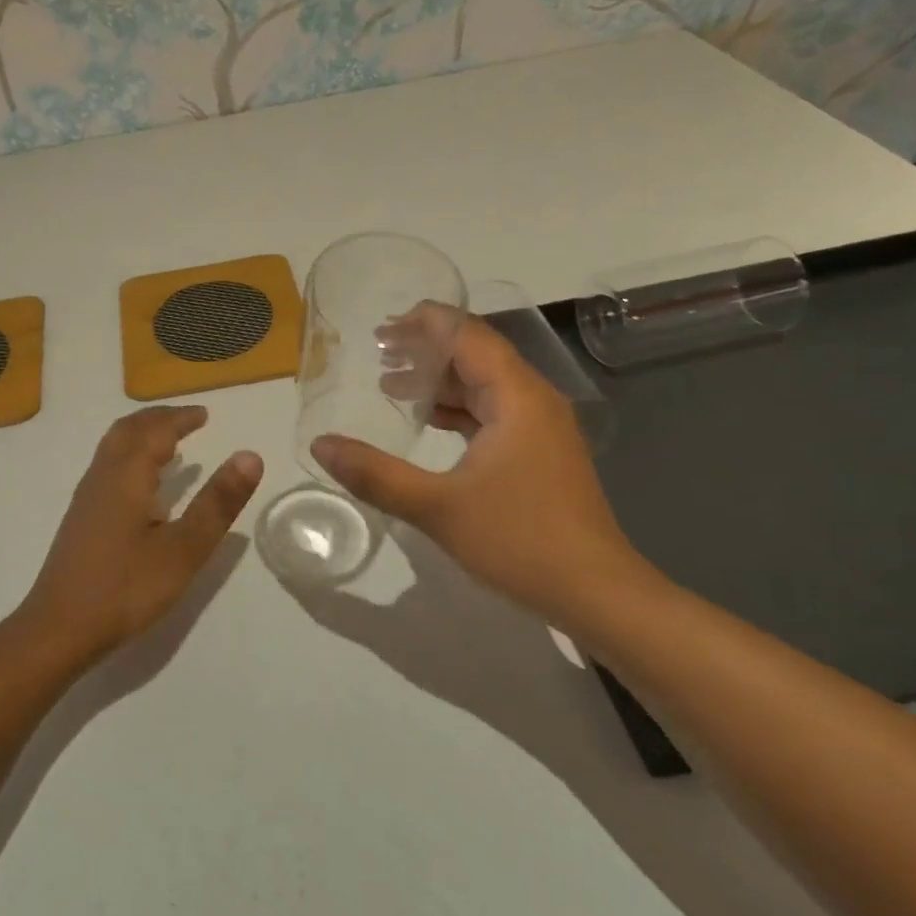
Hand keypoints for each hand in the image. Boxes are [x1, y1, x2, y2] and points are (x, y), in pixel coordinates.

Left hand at [22, 407, 263, 656]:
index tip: (205, 414)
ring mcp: (87, 497)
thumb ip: (217, 502)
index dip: (181, 419)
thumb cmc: (126, 588)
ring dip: (142, 435)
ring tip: (169, 444)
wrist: (59, 629)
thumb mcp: (184, 549)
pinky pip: (108, 466)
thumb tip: (250, 456)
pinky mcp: (81, 518)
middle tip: (188, 420)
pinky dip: (131, 456)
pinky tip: (142, 485)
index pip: (156, 431)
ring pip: (113, 447)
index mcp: (127, 476)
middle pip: (128, 430)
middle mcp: (103, 476)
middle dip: (159, 419)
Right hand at [311, 310, 645, 619]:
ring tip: (389, 382)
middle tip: (376, 350)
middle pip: (476, 355)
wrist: (595, 593)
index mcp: (516, 396)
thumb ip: (375, 474)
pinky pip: (493, 412)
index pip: (469, 335)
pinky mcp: (539, 453)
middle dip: (426, 349)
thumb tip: (320, 446)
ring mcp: (540, 427)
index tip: (381, 325)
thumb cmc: (520, 541)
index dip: (426, 323)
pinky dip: (457, 409)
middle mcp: (533, 400)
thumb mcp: (437, 507)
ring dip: (439, 381)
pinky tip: (427, 422)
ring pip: (484, 385)